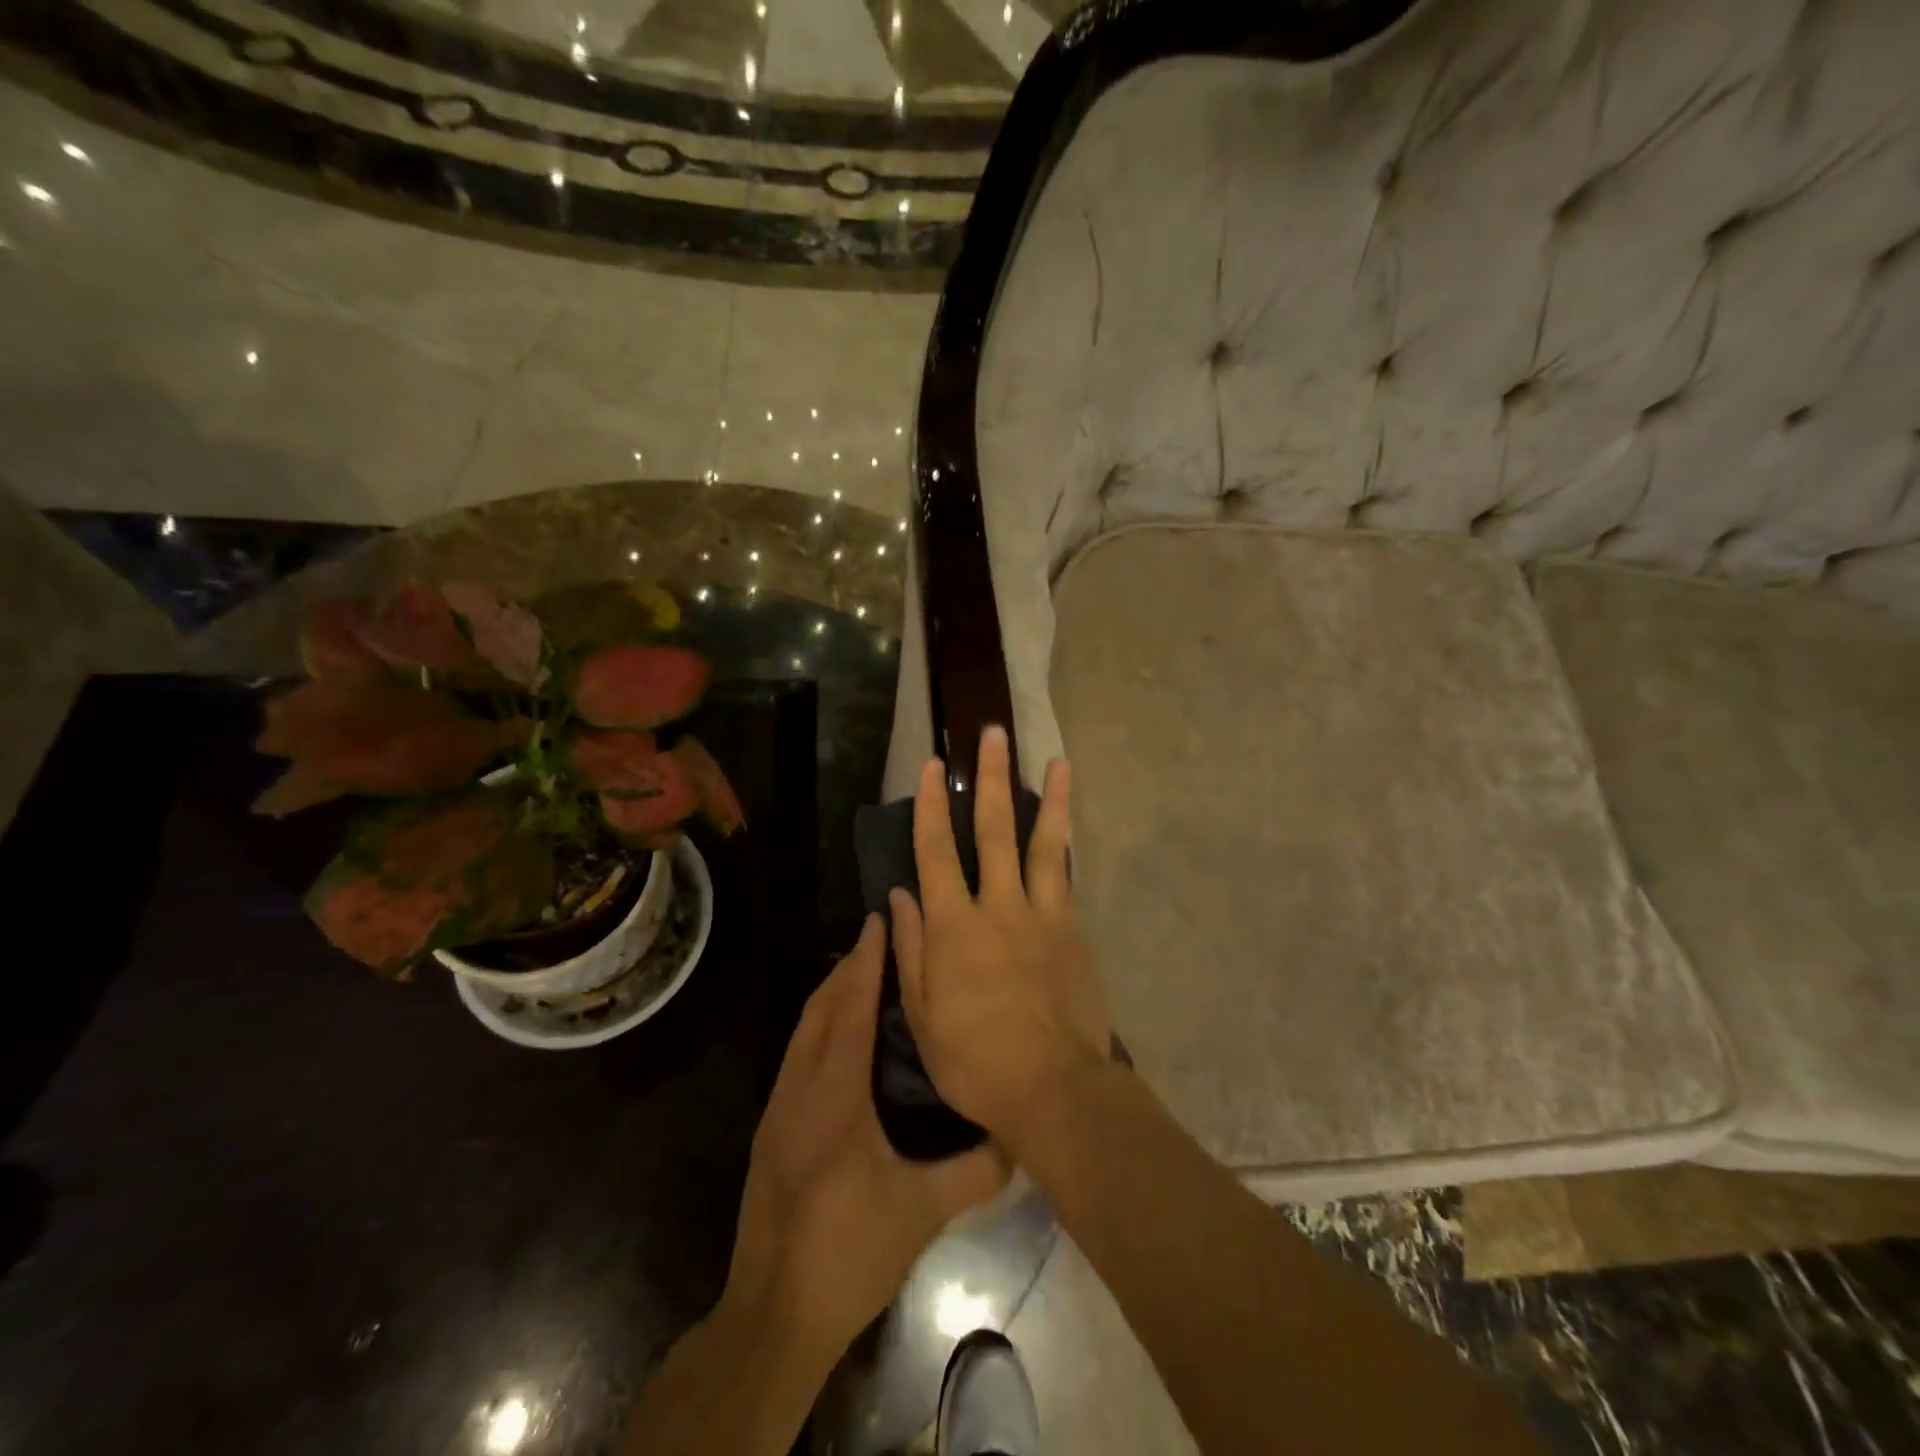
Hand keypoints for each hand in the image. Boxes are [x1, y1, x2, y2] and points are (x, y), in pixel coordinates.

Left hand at [725, 914, 1007, 1353]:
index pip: (850, 1010)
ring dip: (830, 995)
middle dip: (847, 968)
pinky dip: (818, 1027)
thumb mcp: (922, 1212)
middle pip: (820, 1009)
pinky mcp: (770, 1131)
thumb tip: (1020, 1135)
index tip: (878, 922)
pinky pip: (796, 1056)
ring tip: (861, 974)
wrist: (773, 1313)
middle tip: (876, 936)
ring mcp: (778, 1109)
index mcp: (834, 1095)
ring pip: (803, 1031)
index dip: (865, 963)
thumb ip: (976, 1171)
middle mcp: (799, 1089)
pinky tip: (839, 1040)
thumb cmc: (849, 1252)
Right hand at [890, 725, 1110, 1144]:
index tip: (933, 765)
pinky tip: (1067, 822)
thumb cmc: (974, 1060)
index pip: (936, 852)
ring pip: (1043, 843)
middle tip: (992, 734)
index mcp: (954, 927)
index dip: (932, 805)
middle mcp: (998, 906)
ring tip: (1055, 759)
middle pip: (993, 830)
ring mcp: (1041, 914)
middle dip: (990, 779)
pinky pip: (1066, 876)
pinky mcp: (1072, 929)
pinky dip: (1066, 844)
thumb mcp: (922, 1015)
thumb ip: (910, 950)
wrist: (1053, 1088)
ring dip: (1046, 798)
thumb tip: (900, 896)